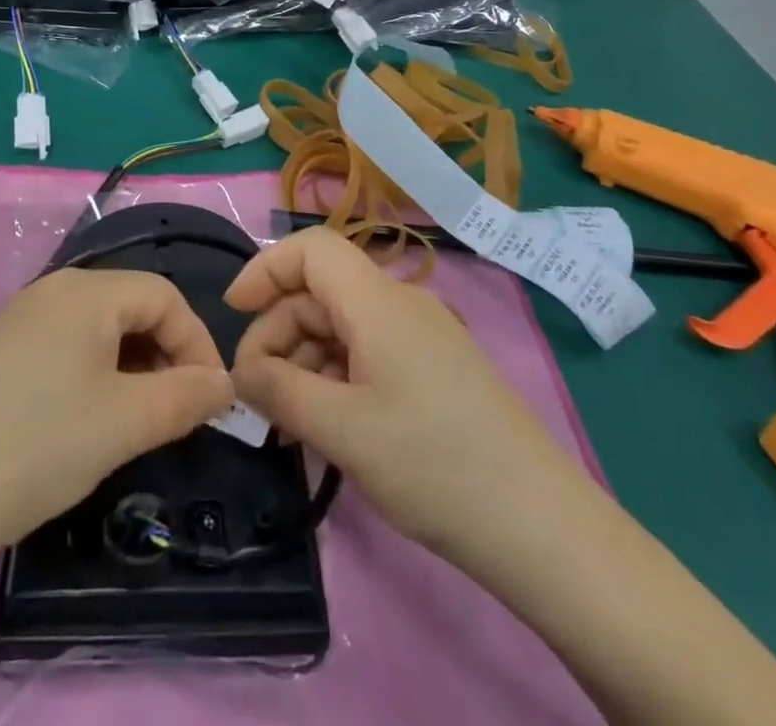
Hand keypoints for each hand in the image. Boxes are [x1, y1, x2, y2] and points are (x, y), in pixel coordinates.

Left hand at [0, 267, 233, 570]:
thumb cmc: (36, 445)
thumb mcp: (124, 423)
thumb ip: (185, 398)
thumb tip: (223, 384)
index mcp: (87, 291)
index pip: (166, 296)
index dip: (198, 342)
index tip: (212, 400)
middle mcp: (54, 290)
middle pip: (132, 307)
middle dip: (166, 356)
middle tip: (177, 415)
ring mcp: (21, 319)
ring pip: (99, 331)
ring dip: (131, 369)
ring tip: (136, 423)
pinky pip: (66, 349)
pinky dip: (94, 376)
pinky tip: (85, 423)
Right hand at [227, 228, 584, 567]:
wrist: (542, 527)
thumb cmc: (434, 465)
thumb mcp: (342, 430)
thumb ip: (279, 391)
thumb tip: (241, 370)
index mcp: (378, 301)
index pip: (310, 248)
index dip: (265, 269)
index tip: (233, 314)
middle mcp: (401, 304)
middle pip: (321, 292)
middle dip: (278, 333)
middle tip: (256, 396)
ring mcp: (422, 336)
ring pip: (343, 326)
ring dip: (305, 362)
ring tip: (287, 423)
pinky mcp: (436, 369)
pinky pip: (369, 353)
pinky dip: (336, 378)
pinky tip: (327, 426)